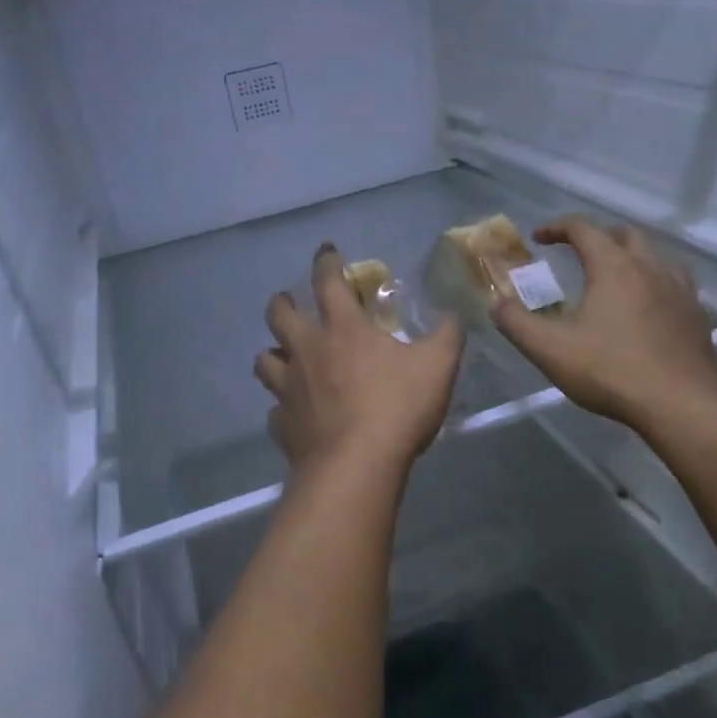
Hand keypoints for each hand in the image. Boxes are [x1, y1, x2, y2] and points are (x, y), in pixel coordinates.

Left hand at [255, 244, 463, 473]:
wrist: (356, 466)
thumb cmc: (397, 407)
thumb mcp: (438, 366)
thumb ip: (447, 336)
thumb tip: (451, 316)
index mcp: (343, 329)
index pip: (327, 281)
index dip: (326, 261)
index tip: (326, 251)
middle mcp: (307, 350)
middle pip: (279, 315)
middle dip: (282, 302)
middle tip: (290, 302)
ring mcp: (289, 388)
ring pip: (264, 360)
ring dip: (273, 353)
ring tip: (284, 356)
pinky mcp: (283, 424)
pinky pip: (275, 410)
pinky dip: (283, 407)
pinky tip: (296, 414)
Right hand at [492, 216, 716, 428]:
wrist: (682, 405)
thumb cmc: (610, 371)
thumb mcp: (549, 349)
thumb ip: (515, 322)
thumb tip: (496, 303)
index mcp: (613, 266)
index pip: (583, 229)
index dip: (556, 228)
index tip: (538, 238)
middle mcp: (649, 267)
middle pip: (624, 234)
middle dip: (597, 237)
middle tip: (577, 253)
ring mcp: (679, 290)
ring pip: (655, 255)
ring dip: (630, 256)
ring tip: (613, 277)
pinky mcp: (696, 315)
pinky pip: (674, 282)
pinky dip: (654, 281)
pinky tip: (646, 306)